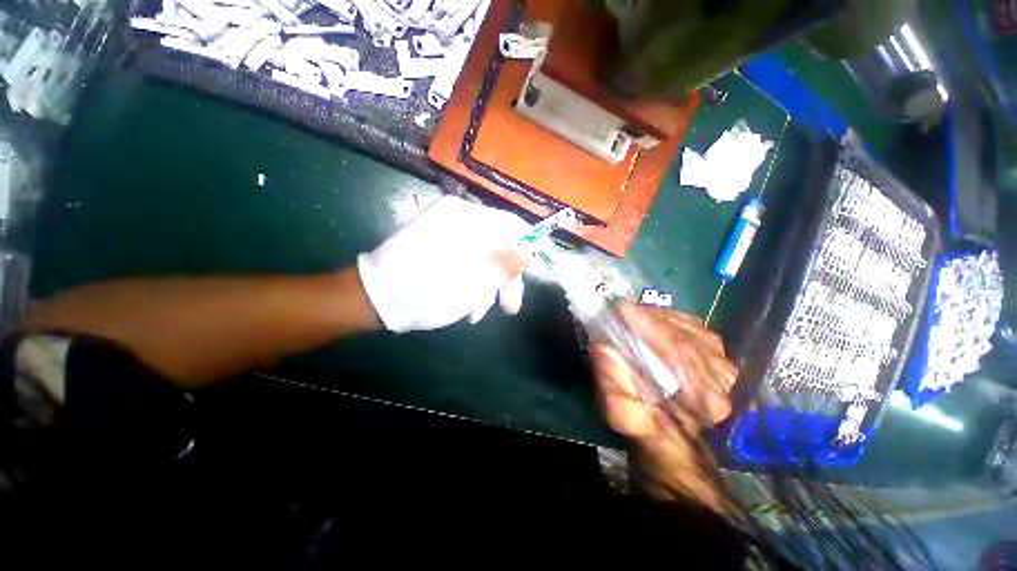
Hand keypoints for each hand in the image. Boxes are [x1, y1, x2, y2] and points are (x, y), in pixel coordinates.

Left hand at [357, 196, 531, 332]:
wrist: (373, 298)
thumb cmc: (426, 290)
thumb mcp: (473, 281)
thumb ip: (505, 264)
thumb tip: (530, 251)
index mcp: (466, 219)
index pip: (512, 225)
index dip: (525, 250)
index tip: (527, 276)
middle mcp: (457, 218)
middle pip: (498, 243)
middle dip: (505, 277)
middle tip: (509, 307)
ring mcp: (445, 230)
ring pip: (483, 254)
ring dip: (486, 284)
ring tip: (479, 311)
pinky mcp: (437, 243)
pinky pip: (466, 258)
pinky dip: (470, 280)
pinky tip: (466, 303)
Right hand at [590, 305, 737, 507]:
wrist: (669, 438)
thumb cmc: (641, 425)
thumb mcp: (618, 411)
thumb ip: (611, 381)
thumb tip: (601, 347)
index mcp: (699, 399)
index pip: (677, 350)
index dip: (648, 326)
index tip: (623, 309)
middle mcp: (720, 380)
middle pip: (685, 335)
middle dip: (651, 317)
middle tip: (624, 308)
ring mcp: (724, 367)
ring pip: (692, 329)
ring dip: (661, 317)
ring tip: (637, 314)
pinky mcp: (721, 358)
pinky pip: (698, 328)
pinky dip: (675, 320)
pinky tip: (657, 320)